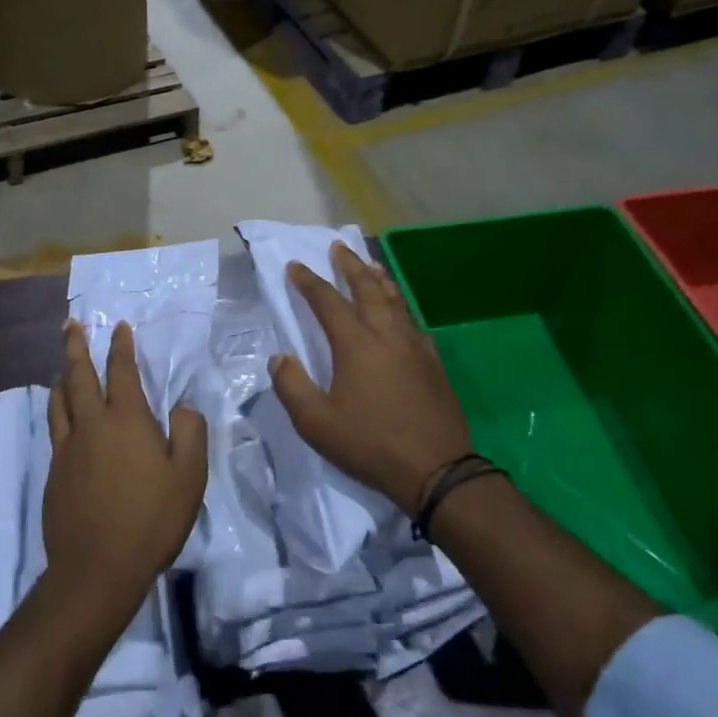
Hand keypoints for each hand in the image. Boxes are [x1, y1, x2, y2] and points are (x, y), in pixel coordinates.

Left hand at [43, 320, 207, 609]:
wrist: (96, 569)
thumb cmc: (150, 519)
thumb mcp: (189, 476)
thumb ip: (189, 433)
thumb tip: (180, 409)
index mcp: (126, 420)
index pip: (122, 371)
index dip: (121, 346)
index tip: (119, 326)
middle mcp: (92, 424)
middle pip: (79, 376)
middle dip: (75, 347)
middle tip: (69, 324)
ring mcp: (68, 448)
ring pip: (59, 400)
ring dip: (62, 377)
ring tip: (62, 366)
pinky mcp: (54, 472)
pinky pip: (56, 429)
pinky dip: (58, 410)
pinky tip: (64, 418)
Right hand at [271, 241, 472, 512]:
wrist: (437, 469)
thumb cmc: (371, 444)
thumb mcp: (316, 423)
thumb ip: (292, 386)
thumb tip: (280, 358)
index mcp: (355, 344)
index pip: (327, 301)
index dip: (309, 281)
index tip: (295, 266)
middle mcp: (386, 333)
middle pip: (367, 287)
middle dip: (350, 265)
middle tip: (338, 247)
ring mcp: (414, 345)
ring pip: (394, 299)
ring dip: (378, 278)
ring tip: (370, 264)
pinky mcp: (433, 361)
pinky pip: (412, 321)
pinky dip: (401, 305)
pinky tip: (400, 311)